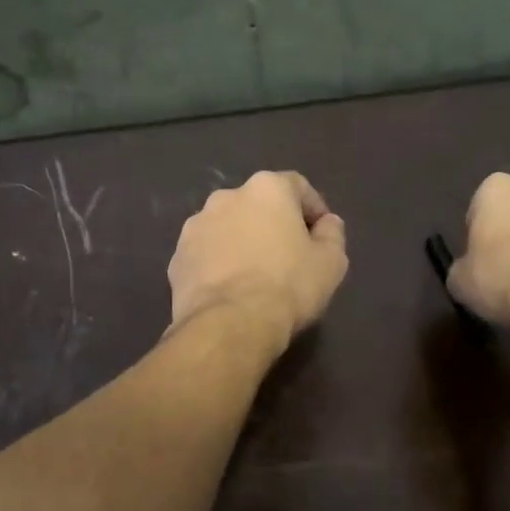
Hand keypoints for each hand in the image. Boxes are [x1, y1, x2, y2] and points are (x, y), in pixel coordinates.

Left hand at [168, 172, 348, 351]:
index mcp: (266, 189)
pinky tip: (230, 290)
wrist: (229, 324)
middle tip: (288, 255)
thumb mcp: (330, 263)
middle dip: (272, 224)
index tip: (321, 234)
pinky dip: (218, 264)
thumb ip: (332, 235)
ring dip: (241, 242)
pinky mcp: (177, 258)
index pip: (297, 186)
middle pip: (257, 205)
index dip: (313, 209)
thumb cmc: (288, 286)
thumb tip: (327, 223)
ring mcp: (195, 227)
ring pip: (227, 228)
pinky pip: (206, 255)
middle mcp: (226, 197)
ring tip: (254, 275)